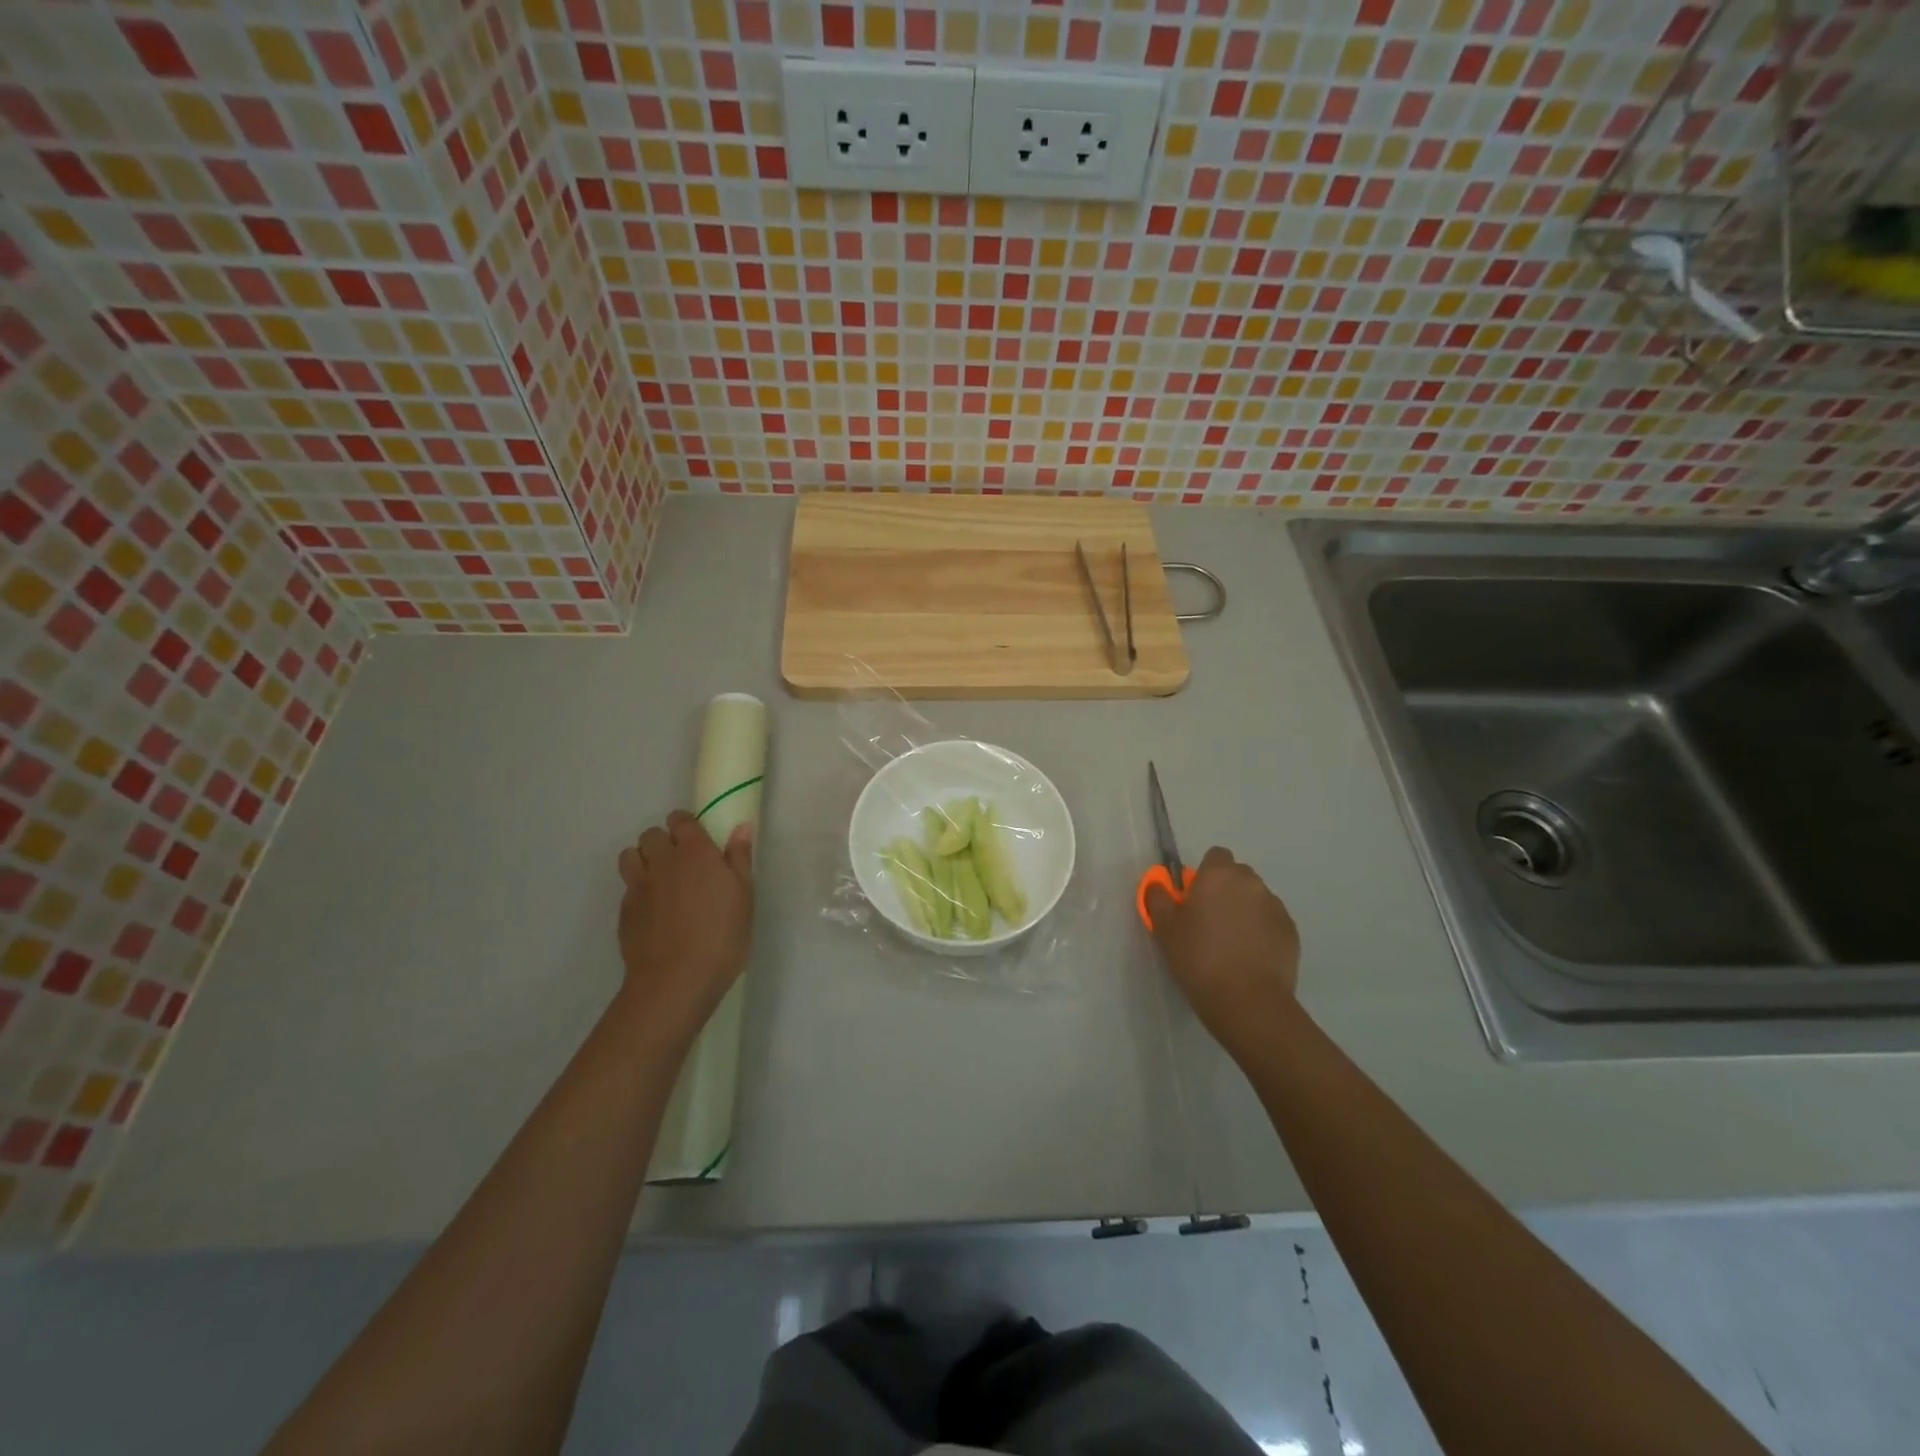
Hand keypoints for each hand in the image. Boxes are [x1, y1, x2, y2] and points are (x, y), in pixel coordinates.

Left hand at [615, 810, 754, 1035]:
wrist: (676, 980)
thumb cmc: (722, 936)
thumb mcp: (744, 897)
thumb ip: (739, 859)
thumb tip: (741, 827)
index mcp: (695, 852)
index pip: (681, 820)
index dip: (687, 825)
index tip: (698, 839)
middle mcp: (663, 861)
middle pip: (652, 834)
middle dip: (664, 841)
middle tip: (682, 862)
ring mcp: (638, 886)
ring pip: (630, 855)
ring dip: (643, 859)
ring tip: (661, 880)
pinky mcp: (624, 911)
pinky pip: (627, 886)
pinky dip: (638, 889)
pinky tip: (654, 910)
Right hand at [1148, 846, 1300, 1058]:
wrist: (1248, 1001)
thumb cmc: (1199, 958)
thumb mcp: (1165, 928)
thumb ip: (1158, 898)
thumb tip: (1158, 885)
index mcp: (1220, 875)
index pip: (1215, 856)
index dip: (1204, 874)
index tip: (1193, 899)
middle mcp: (1252, 883)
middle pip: (1237, 876)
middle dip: (1225, 891)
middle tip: (1208, 922)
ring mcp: (1276, 907)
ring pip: (1256, 899)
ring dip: (1244, 911)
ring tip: (1230, 945)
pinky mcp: (1291, 933)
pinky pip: (1271, 922)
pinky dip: (1261, 932)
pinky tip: (1249, 958)